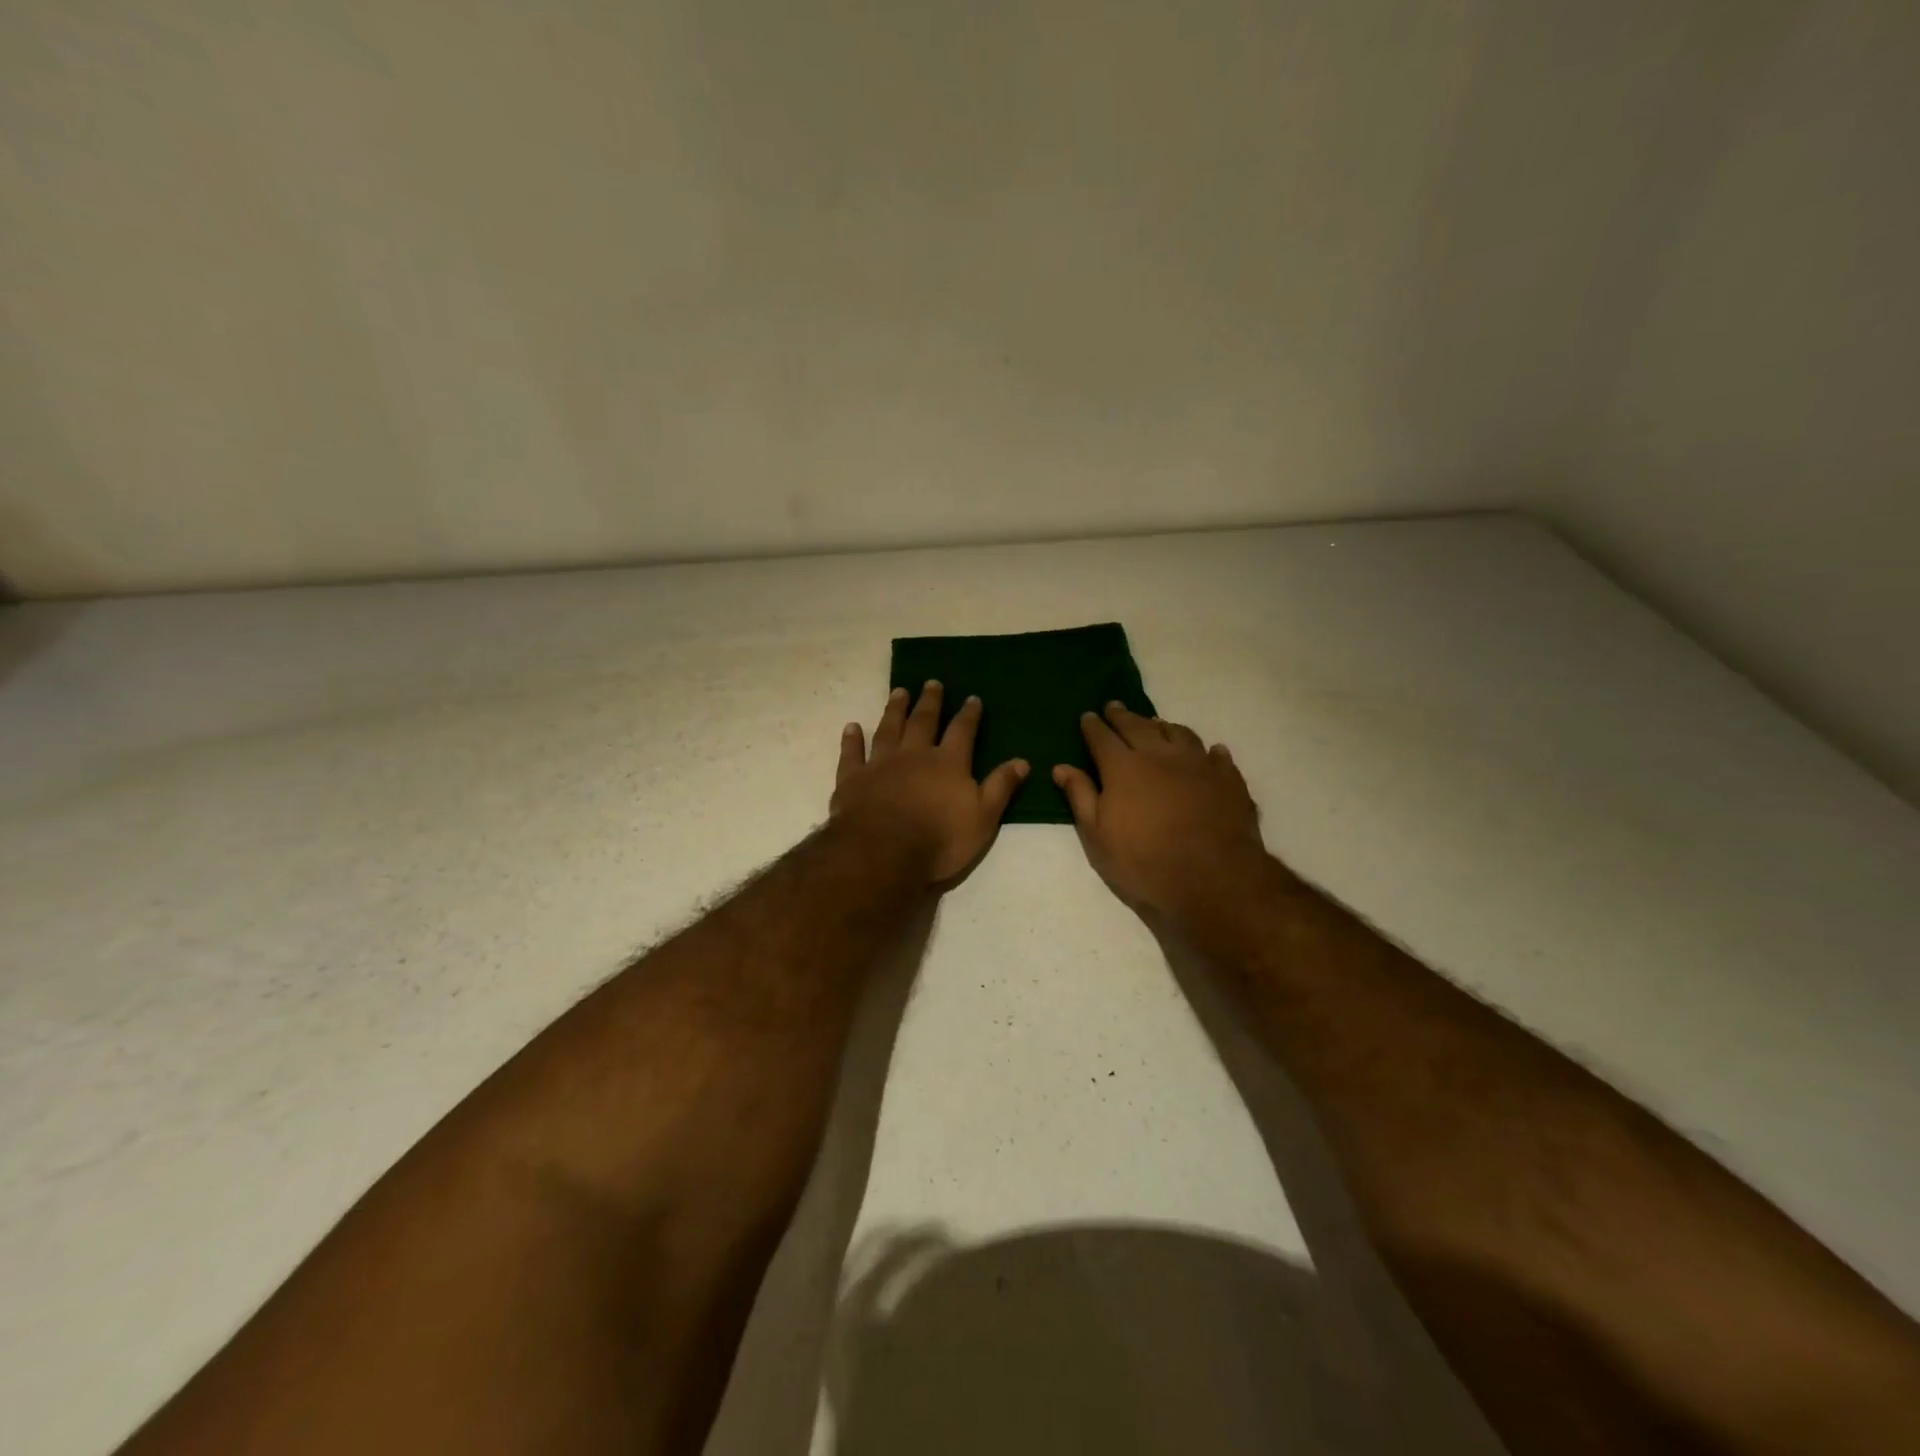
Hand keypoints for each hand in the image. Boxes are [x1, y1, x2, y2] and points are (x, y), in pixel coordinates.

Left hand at [831, 682, 1029, 883]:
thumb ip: (1000, 787)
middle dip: (930, 701)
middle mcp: (914, 755)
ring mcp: (880, 764)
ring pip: (888, 729)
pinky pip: (852, 754)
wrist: (883, 852)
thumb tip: (1022, 761)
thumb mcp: (983, 818)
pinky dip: (852, 739)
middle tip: (932, 682)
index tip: (972, 698)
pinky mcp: (852, 779)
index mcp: (948, 763)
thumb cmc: (940, 839)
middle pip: (923, 721)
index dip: (969, 715)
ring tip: (899, 692)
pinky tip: (852, 727)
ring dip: (894, 709)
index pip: (962, 731)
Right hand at [1054, 703, 1266, 918]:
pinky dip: (1209, 751)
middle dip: (1123, 716)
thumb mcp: (1098, 837)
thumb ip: (1080, 797)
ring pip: (1178, 733)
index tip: (1087, 716)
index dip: (1092, 726)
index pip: (1102, 737)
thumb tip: (1061, 767)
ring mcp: (1198, 764)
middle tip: (1115, 706)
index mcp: (1124, 767)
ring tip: (1155, 723)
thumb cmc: (1144, 862)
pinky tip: (1210, 751)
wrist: (1213, 880)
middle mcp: (1160, 755)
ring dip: (1163, 726)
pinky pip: (1217, 756)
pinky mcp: (1228, 779)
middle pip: (1138, 727)